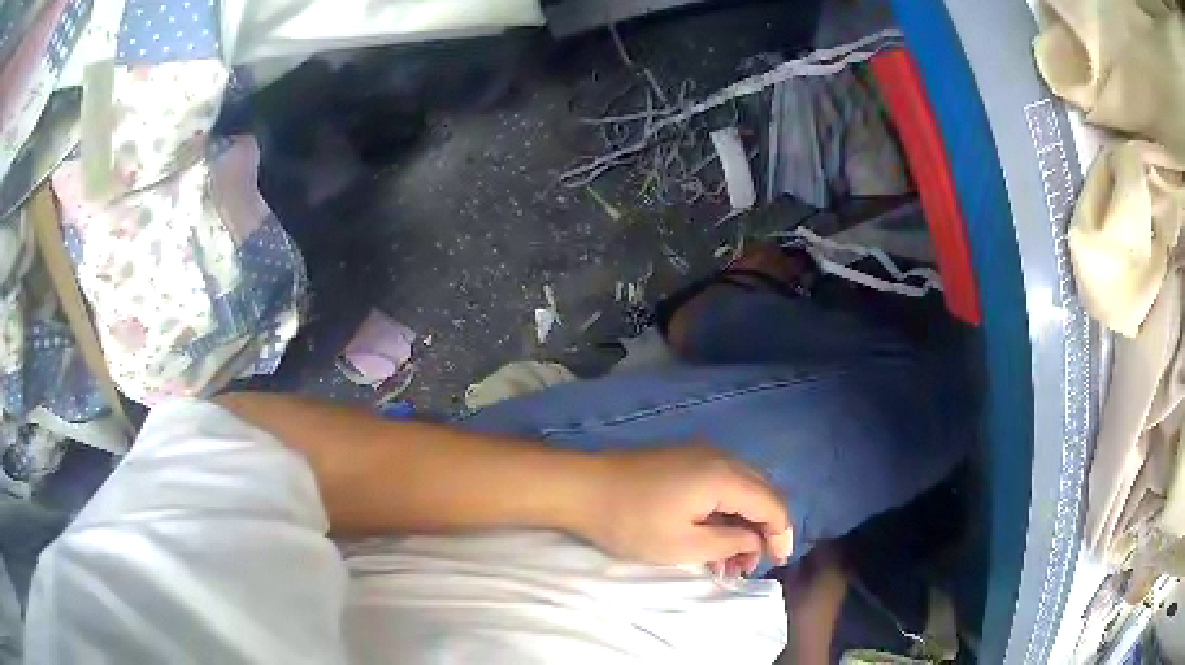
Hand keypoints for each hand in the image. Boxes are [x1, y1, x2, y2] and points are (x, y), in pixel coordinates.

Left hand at [582, 444, 793, 576]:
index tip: (776, 563)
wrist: (583, 488)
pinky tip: (712, 536)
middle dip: (763, 530)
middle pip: (762, 493)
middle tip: (748, 565)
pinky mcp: (685, 459)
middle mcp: (721, 458)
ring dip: (743, 522)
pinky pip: (721, 484)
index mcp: (725, 476)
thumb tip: (755, 542)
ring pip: (742, 489)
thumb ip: (730, 544)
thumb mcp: (684, 545)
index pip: (772, 504)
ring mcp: (702, 454)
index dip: (781, 535)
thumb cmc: (632, 521)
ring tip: (728, 559)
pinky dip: (725, 510)